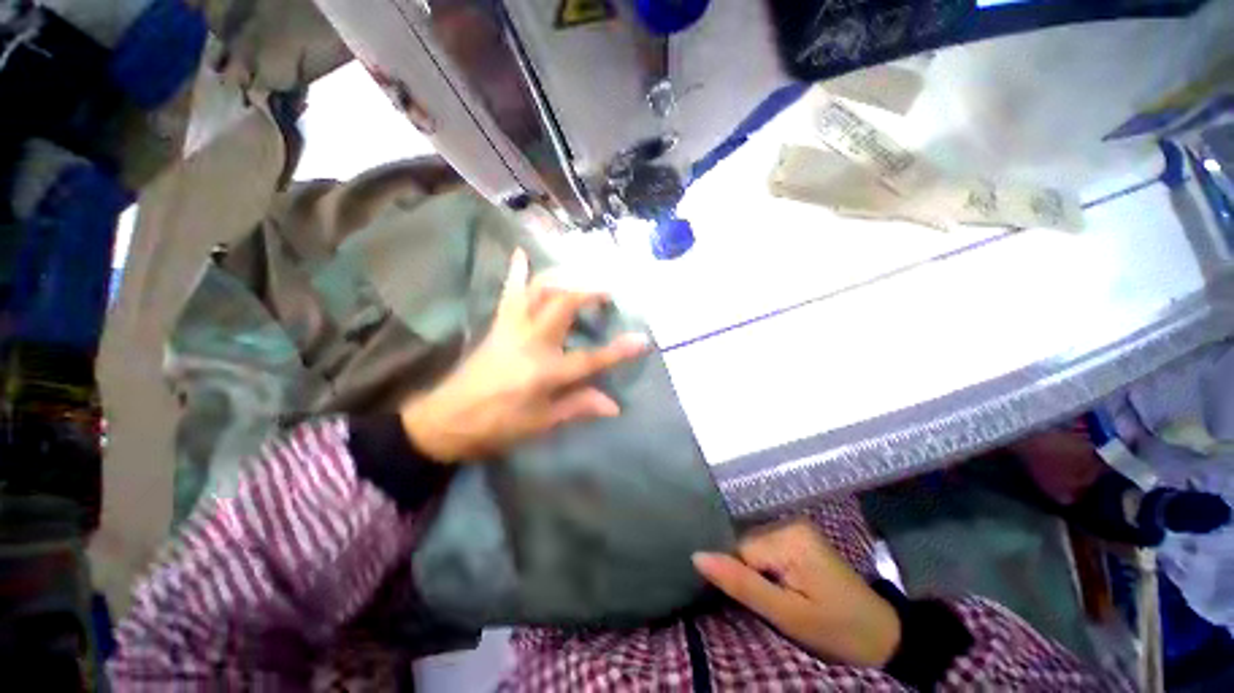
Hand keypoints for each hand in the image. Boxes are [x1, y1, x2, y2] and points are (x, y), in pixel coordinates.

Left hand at [401, 250, 649, 461]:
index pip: (589, 359)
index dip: (618, 351)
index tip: (642, 339)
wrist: (445, 419)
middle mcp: (531, 342)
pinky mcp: (498, 324)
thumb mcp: (541, 423)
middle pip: (564, 305)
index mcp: (544, 373)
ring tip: (583, 273)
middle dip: (590, 291)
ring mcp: (512, 328)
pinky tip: (522, 252)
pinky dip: (517, 271)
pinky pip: (509, 292)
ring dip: (563, 277)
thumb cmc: (497, 426)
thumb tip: (614, 405)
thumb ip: (578, 407)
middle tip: (609, 290)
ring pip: (539, 290)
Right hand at [692, 521, 900, 667]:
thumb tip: (697, 556)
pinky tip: (782, 587)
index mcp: (788, 536)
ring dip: (757, 574)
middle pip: (746, 547)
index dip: (741, 579)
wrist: (882, 635)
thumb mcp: (788, 616)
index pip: (740, 551)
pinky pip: (765, 549)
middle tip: (773, 607)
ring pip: (753, 548)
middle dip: (750, 576)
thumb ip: (742, 584)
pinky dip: (766, 569)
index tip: (759, 605)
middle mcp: (788, 522)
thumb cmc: (837, 630)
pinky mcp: (798, 537)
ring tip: (780, 599)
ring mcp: (794, 527)